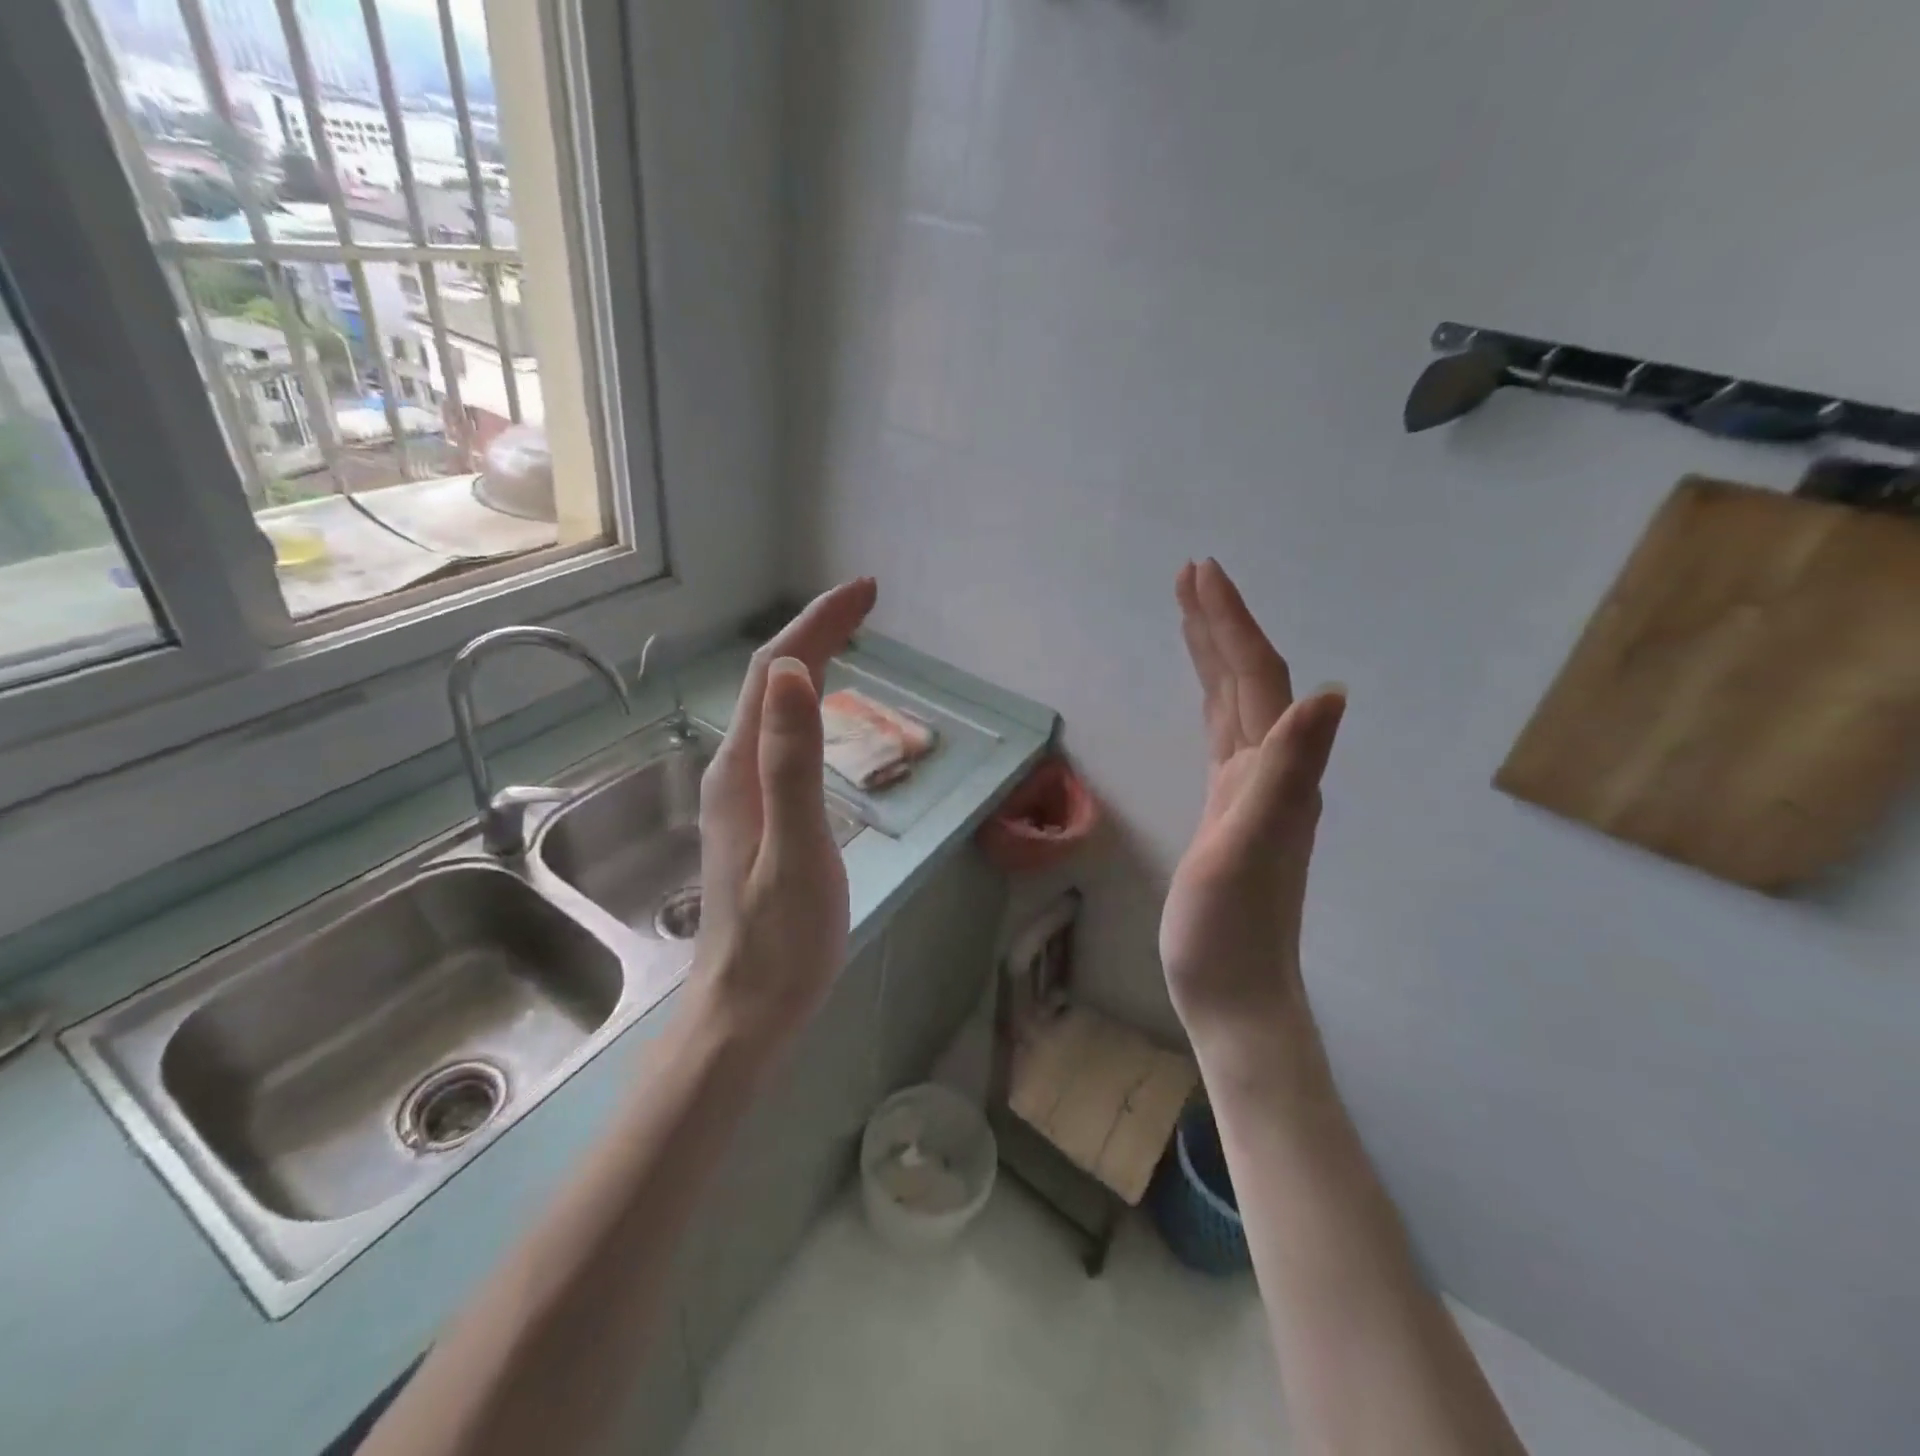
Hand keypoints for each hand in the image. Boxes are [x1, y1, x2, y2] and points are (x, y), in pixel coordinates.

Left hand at [693, 578, 877, 1050]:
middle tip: (866, 603)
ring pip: (772, 709)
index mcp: (741, 770)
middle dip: (816, 632)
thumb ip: (793, 763)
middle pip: (768, 682)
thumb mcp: (796, 850)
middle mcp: (732, 771)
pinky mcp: (756, 818)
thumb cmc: (780, 941)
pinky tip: (824, 713)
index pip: (771, 673)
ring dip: (809, 662)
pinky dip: (808, 705)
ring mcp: (741, 796)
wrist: (746, 1011)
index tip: (863, 591)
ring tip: (850, 637)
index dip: (815, 625)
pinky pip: (781, 739)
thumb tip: (789, 670)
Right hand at [1159, 560, 1345, 1065]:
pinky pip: (1223, 737)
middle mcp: (1270, 771)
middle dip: (1220, 624)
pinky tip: (1209, 699)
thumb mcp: (1250, 847)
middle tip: (1190, 575)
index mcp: (1272, 771)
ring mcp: (1251, 792)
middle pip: (1249, 681)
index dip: (1230, 623)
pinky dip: (1213, 701)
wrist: (1234, 993)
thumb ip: (1286, 772)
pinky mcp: (1229, 812)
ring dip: (1216, 656)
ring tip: (1191, 616)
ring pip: (1235, 706)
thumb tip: (1329, 693)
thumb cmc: (1230, 930)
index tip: (1199, 573)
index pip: (1256, 679)